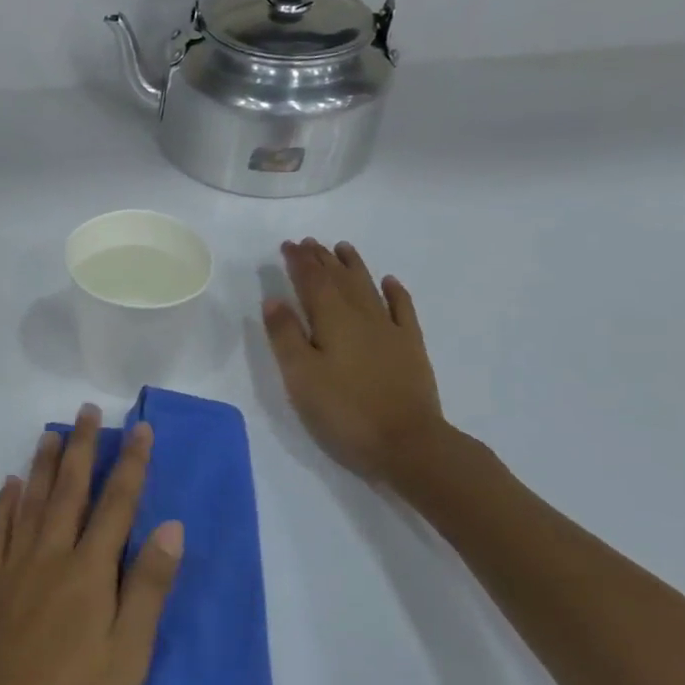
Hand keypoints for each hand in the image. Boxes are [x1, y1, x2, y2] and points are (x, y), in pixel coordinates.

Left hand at [0, 406, 183, 684]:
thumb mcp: (128, 656)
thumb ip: (148, 587)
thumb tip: (170, 526)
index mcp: (90, 572)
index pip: (116, 504)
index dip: (130, 464)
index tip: (139, 428)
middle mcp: (50, 556)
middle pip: (69, 491)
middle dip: (81, 448)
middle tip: (86, 411)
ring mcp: (12, 567)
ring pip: (29, 502)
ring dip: (41, 464)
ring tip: (50, 433)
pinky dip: (2, 503)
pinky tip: (7, 485)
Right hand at [262, 238, 448, 484]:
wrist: (408, 443)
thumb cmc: (344, 410)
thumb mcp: (300, 376)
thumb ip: (285, 336)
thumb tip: (274, 300)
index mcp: (332, 320)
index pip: (312, 281)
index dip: (299, 261)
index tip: (288, 245)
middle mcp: (362, 316)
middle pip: (340, 279)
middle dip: (322, 259)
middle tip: (309, 242)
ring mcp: (390, 330)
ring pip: (368, 288)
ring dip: (354, 266)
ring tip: (342, 248)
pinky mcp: (410, 348)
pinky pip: (402, 310)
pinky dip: (394, 292)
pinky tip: (389, 282)